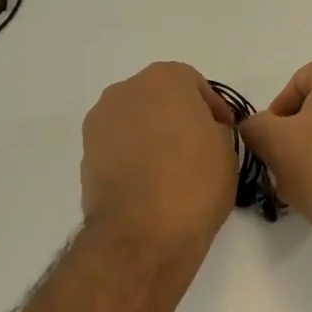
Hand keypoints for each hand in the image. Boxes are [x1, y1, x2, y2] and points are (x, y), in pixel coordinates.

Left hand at [81, 62, 238, 256]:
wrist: (142, 232)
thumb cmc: (194, 182)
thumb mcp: (226, 150)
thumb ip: (214, 130)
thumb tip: (202, 134)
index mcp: (164, 79)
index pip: (193, 84)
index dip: (212, 108)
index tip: (224, 133)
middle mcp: (125, 90)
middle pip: (158, 97)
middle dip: (177, 117)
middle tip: (197, 148)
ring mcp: (100, 122)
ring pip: (134, 121)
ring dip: (151, 136)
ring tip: (171, 169)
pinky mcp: (85, 154)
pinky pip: (117, 146)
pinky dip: (132, 157)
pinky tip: (148, 184)